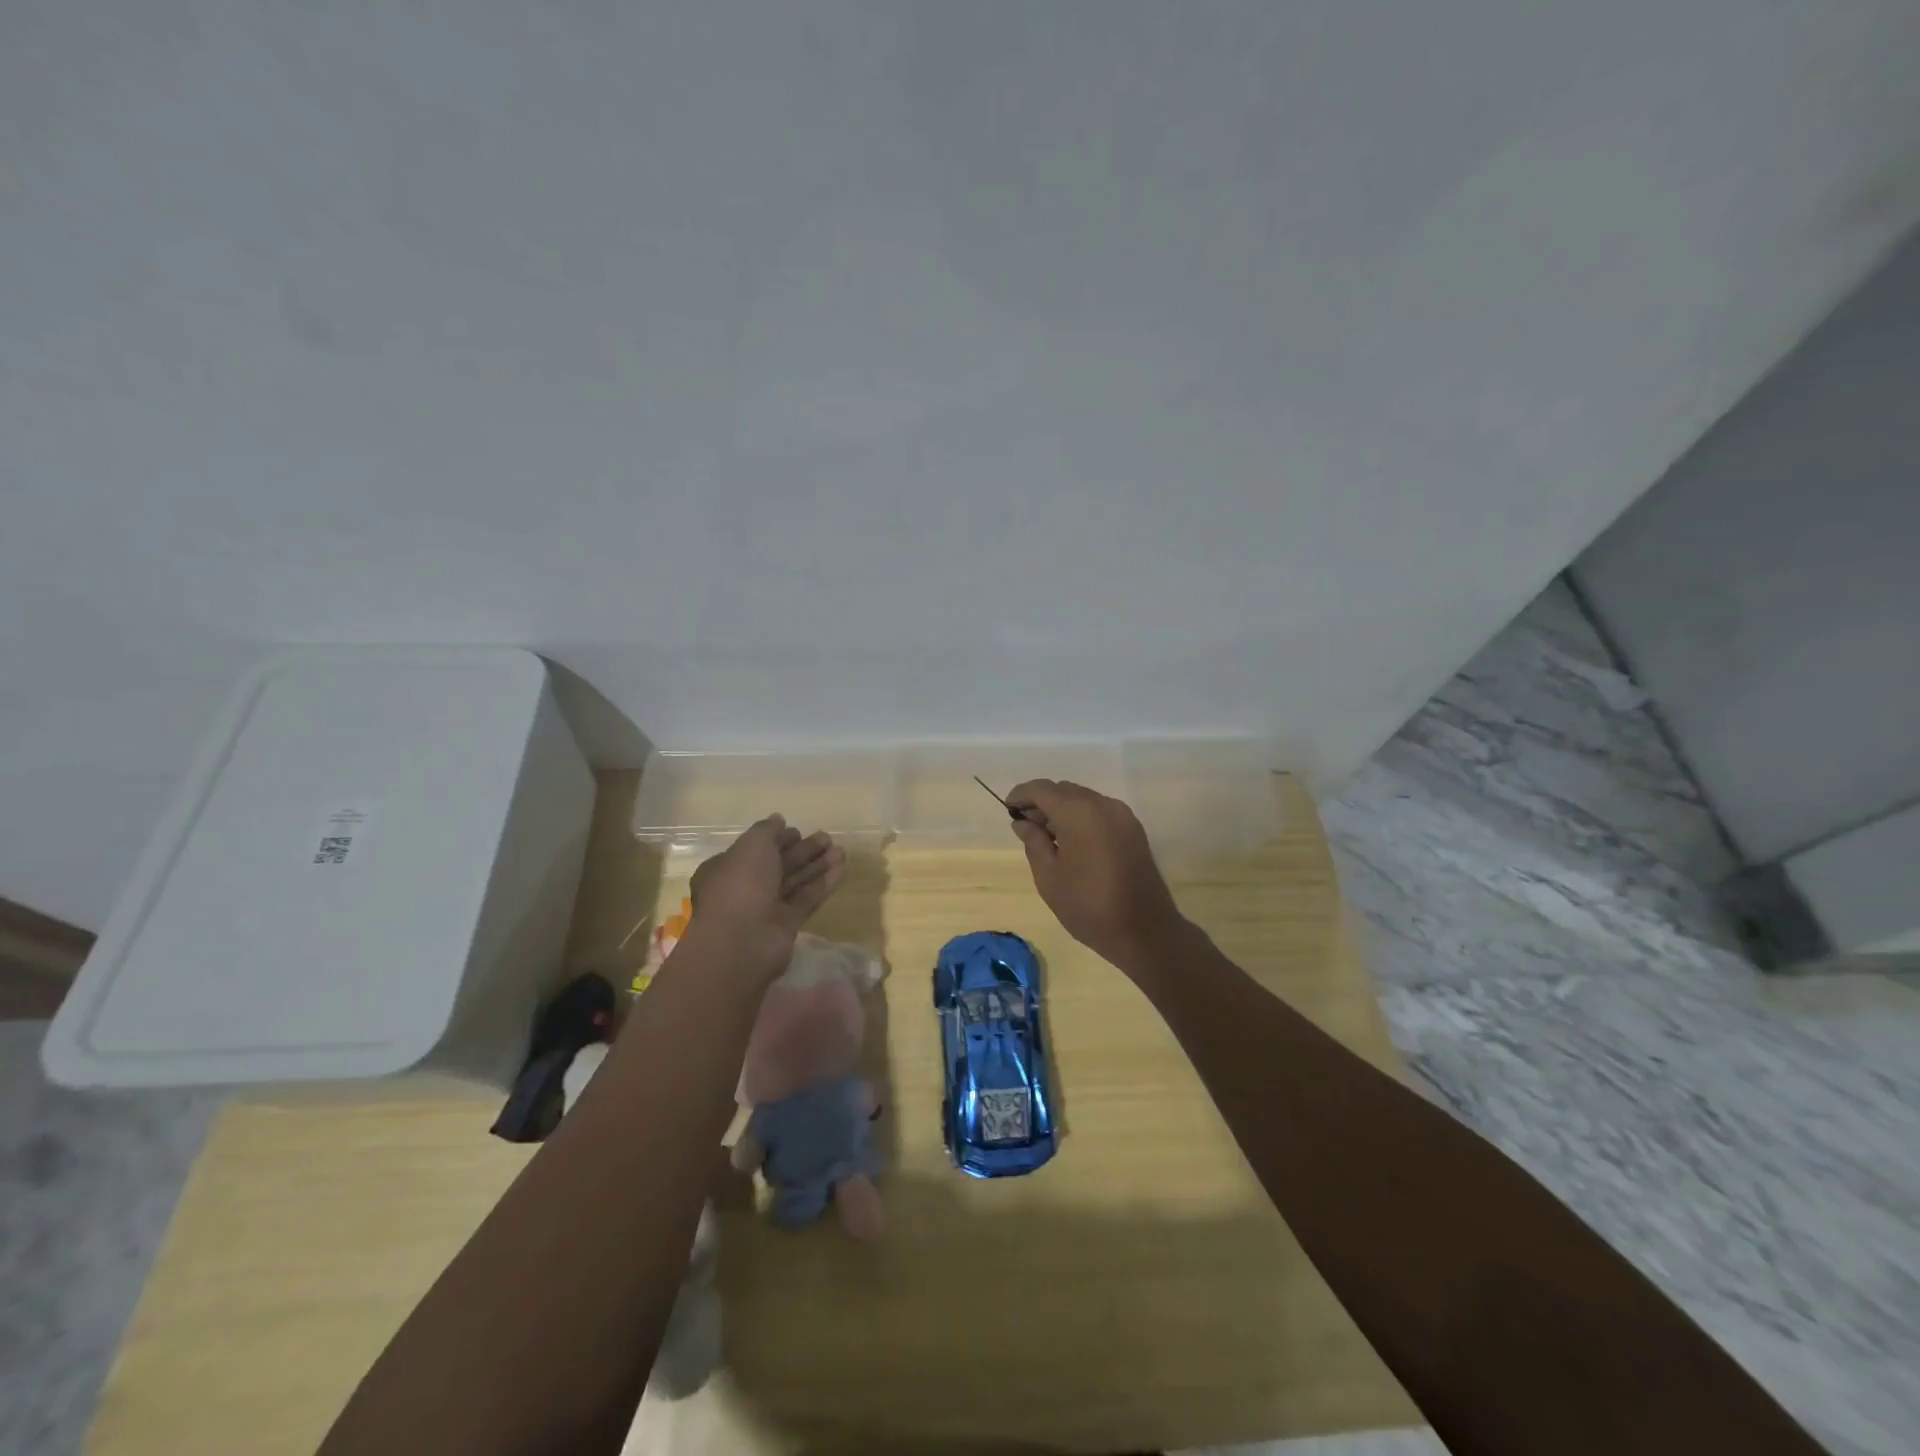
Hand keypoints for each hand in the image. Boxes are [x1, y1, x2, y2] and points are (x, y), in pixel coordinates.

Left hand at [685, 815, 846, 980]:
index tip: (798, 830)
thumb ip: (767, 830)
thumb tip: (778, 819)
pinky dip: (823, 882)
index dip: (777, 839)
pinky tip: (842, 867)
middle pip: (778, 864)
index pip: (756, 849)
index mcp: (728, 867)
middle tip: (827, 837)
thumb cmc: (740, 884)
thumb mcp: (751, 845)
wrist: (741, 940)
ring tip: (840, 850)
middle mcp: (746, 887)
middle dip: (802, 850)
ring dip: (817, 864)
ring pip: (795, 881)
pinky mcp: (787, 925)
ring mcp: (766, 908)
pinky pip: (807, 898)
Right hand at [1006, 780, 1190, 973]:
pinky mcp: (1133, 829)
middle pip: (1064, 790)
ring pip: (1083, 799)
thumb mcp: (1049, 877)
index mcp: (1078, 812)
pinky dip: (1081, 816)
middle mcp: (1103, 804)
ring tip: (1047, 836)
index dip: (1021, 794)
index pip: (1041, 789)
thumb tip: (1023, 822)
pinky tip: (1072, 841)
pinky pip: (1100, 811)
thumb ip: (1033, 842)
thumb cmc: (1089, 906)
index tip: (1008, 809)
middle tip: (1026, 826)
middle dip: (1042, 801)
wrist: (1145, 931)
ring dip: (1062, 809)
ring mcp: (1122, 815)